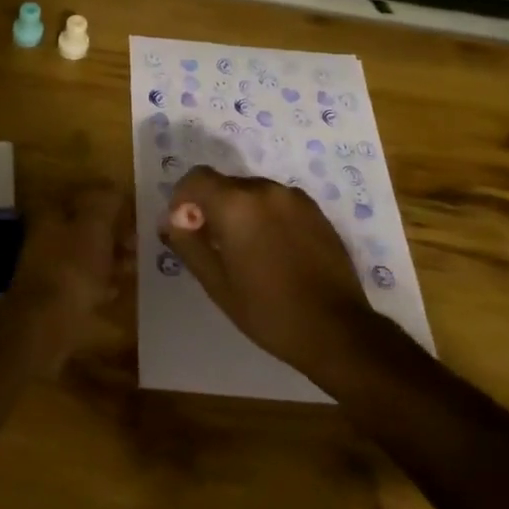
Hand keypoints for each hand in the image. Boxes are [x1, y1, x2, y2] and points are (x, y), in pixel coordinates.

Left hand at [5, 184, 131, 371]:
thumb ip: (106, 202)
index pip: (84, 195)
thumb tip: (115, 186)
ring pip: (87, 254)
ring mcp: (50, 267)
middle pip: (85, 226)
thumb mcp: (94, 225)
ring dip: (111, 257)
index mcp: (51, 213)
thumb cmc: (72, 267)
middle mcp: (47, 236)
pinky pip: (85, 282)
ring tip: (136, 264)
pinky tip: (119, 288)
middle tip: (140, 240)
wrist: (46, 324)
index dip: (110, 200)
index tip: (135, 211)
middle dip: (114, 231)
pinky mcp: (57, 297)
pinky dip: (103, 282)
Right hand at [163, 166, 374, 376]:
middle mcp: (264, 189)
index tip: (185, 228)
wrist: (336, 330)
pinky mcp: (316, 211)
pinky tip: (275, 252)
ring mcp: (294, 198)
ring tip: (248, 252)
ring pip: (253, 193)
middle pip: (225, 185)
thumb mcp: (217, 283)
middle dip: (212, 207)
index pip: (196, 178)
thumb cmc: (267, 310)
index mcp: (235, 204)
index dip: (183, 199)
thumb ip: (188, 244)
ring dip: (241, 212)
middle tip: (215, 246)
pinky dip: (267, 217)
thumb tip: (172, 221)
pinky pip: (278, 203)